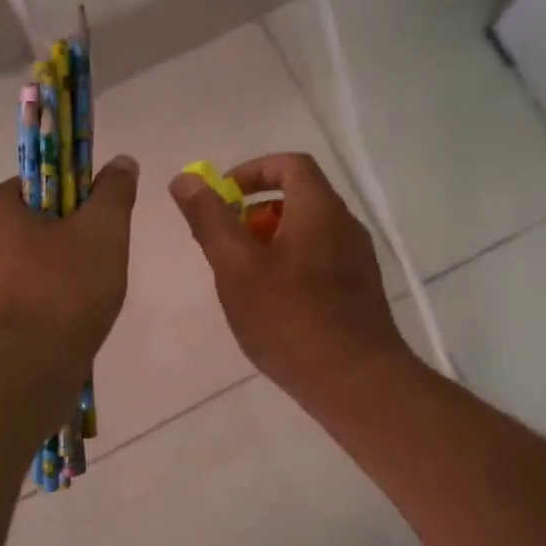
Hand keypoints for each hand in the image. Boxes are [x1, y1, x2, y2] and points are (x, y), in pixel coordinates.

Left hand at [0, 156, 139, 367]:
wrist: (26, 373)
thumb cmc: (62, 291)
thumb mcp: (102, 233)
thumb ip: (114, 192)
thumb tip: (122, 162)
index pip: (37, 186)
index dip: (75, 202)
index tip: (96, 228)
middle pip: (30, 226)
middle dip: (65, 241)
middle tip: (95, 265)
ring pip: (23, 263)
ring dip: (54, 274)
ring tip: (82, 299)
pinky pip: (14, 296)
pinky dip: (39, 302)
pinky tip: (62, 322)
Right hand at [170, 152, 411, 399]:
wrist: (355, 381)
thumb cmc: (289, 318)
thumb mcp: (236, 266)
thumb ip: (210, 219)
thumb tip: (185, 179)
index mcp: (320, 209)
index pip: (290, 164)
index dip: (251, 171)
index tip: (222, 197)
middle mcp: (346, 226)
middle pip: (299, 199)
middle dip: (255, 214)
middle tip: (226, 246)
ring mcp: (358, 261)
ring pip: (309, 234)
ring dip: (271, 244)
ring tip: (243, 280)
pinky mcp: (361, 292)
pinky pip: (320, 263)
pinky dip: (291, 268)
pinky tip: (273, 308)